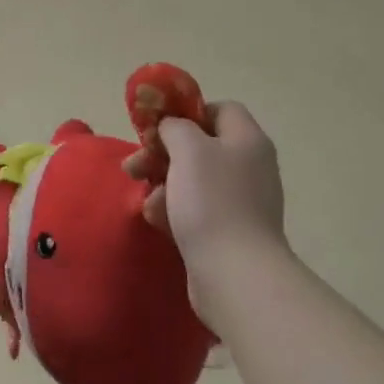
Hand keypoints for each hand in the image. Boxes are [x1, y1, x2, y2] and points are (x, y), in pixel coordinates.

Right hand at [130, 102, 288, 321]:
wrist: (235, 274)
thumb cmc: (212, 201)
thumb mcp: (189, 149)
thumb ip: (175, 127)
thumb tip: (172, 128)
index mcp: (247, 140)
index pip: (220, 110)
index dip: (188, 113)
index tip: (159, 128)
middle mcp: (249, 166)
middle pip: (201, 146)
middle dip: (163, 153)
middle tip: (134, 165)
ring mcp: (241, 202)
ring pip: (193, 180)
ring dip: (163, 184)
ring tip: (144, 199)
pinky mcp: (229, 232)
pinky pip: (196, 210)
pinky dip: (174, 211)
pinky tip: (157, 221)